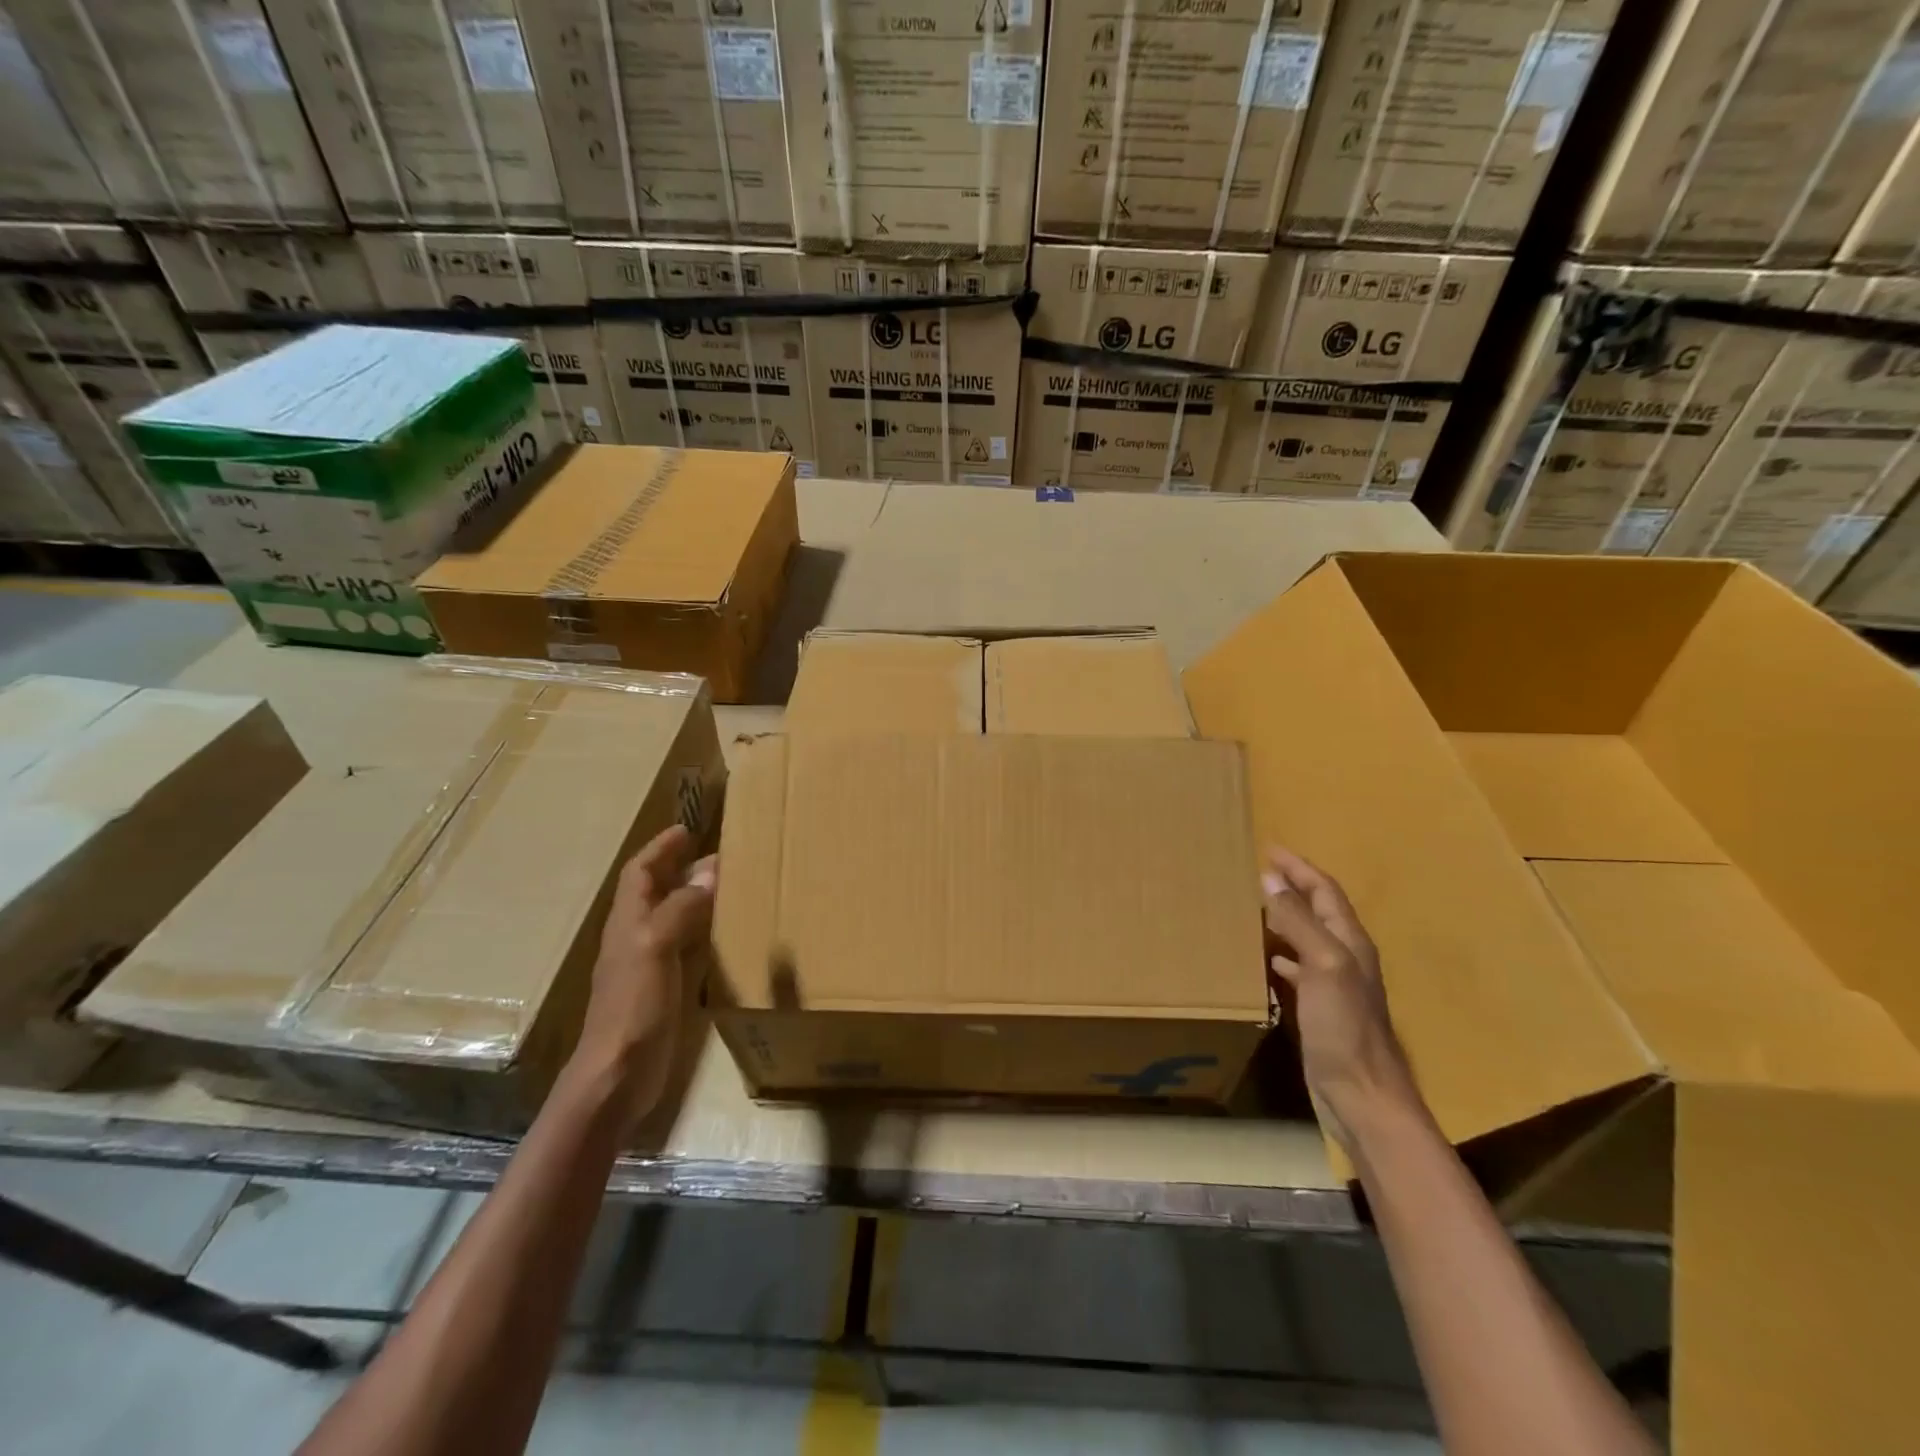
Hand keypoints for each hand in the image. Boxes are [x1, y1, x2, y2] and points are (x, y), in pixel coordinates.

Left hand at [568, 825, 716, 1125]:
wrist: (617, 1076)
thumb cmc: (633, 1007)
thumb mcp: (655, 948)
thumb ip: (681, 909)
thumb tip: (711, 871)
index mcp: (629, 922)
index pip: (641, 872)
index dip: (661, 849)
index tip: (688, 829)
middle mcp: (637, 937)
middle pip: (658, 891)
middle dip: (683, 868)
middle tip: (722, 854)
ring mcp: (649, 965)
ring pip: (673, 917)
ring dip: (696, 897)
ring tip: (730, 885)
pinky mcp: (664, 989)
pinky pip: (686, 946)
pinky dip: (704, 931)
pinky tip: (726, 934)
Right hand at [1262, 846, 1422, 1152]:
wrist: (1362, 1096)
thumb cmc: (1344, 1027)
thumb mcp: (1323, 965)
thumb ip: (1299, 921)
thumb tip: (1270, 879)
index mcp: (1349, 942)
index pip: (1325, 891)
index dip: (1299, 868)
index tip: (1269, 850)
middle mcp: (1345, 957)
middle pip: (1319, 911)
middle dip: (1293, 887)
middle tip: (1258, 873)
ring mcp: (1335, 985)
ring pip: (1308, 938)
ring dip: (1285, 918)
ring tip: (1254, 907)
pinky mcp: (1322, 1010)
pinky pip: (1299, 968)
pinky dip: (1282, 954)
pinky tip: (1267, 958)